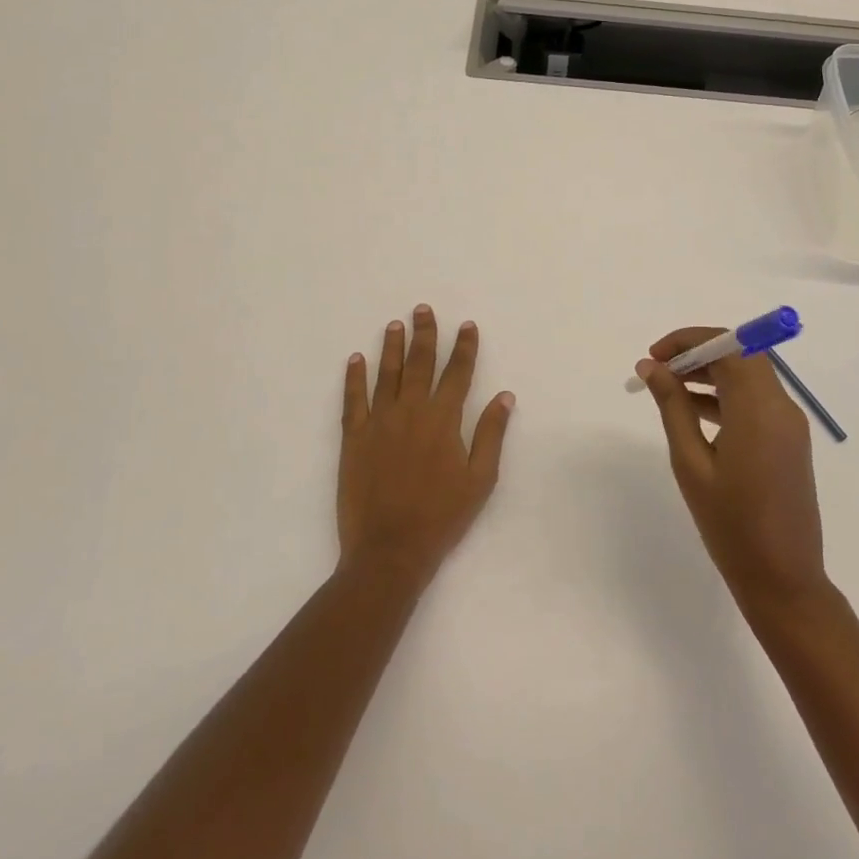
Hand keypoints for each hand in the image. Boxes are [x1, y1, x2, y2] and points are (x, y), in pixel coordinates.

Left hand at [339, 305, 514, 590]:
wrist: (389, 549)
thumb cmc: (441, 517)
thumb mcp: (480, 480)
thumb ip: (490, 434)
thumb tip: (505, 396)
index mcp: (444, 420)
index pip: (457, 373)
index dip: (464, 347)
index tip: (466, 325)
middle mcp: (411, 411)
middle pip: (420, 363)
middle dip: (425, 334)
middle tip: (424, 309)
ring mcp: (379, 421)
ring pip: (387, 373)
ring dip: (392, 347)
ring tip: (395, 324)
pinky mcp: (353, 437)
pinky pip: (353, 398)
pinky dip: (354, 377)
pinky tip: (356, 359)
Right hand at [637, 328, 825, 607]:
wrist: (783, 580)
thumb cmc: (731, 525)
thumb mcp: (691, 463)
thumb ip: (673, 407)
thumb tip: (652, 366)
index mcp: (759, 409)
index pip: (728, 346)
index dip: (689, 340)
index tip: (655, 356)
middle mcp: (781, 407)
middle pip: (741, 355)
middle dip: (698, 352)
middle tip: (659, 370)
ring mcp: (789, 425)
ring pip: (749, 376)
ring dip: (711, 373)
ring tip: (669, 388)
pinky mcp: (789, 441)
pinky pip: (756, 400)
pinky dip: (726, 395)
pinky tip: (694, 412)